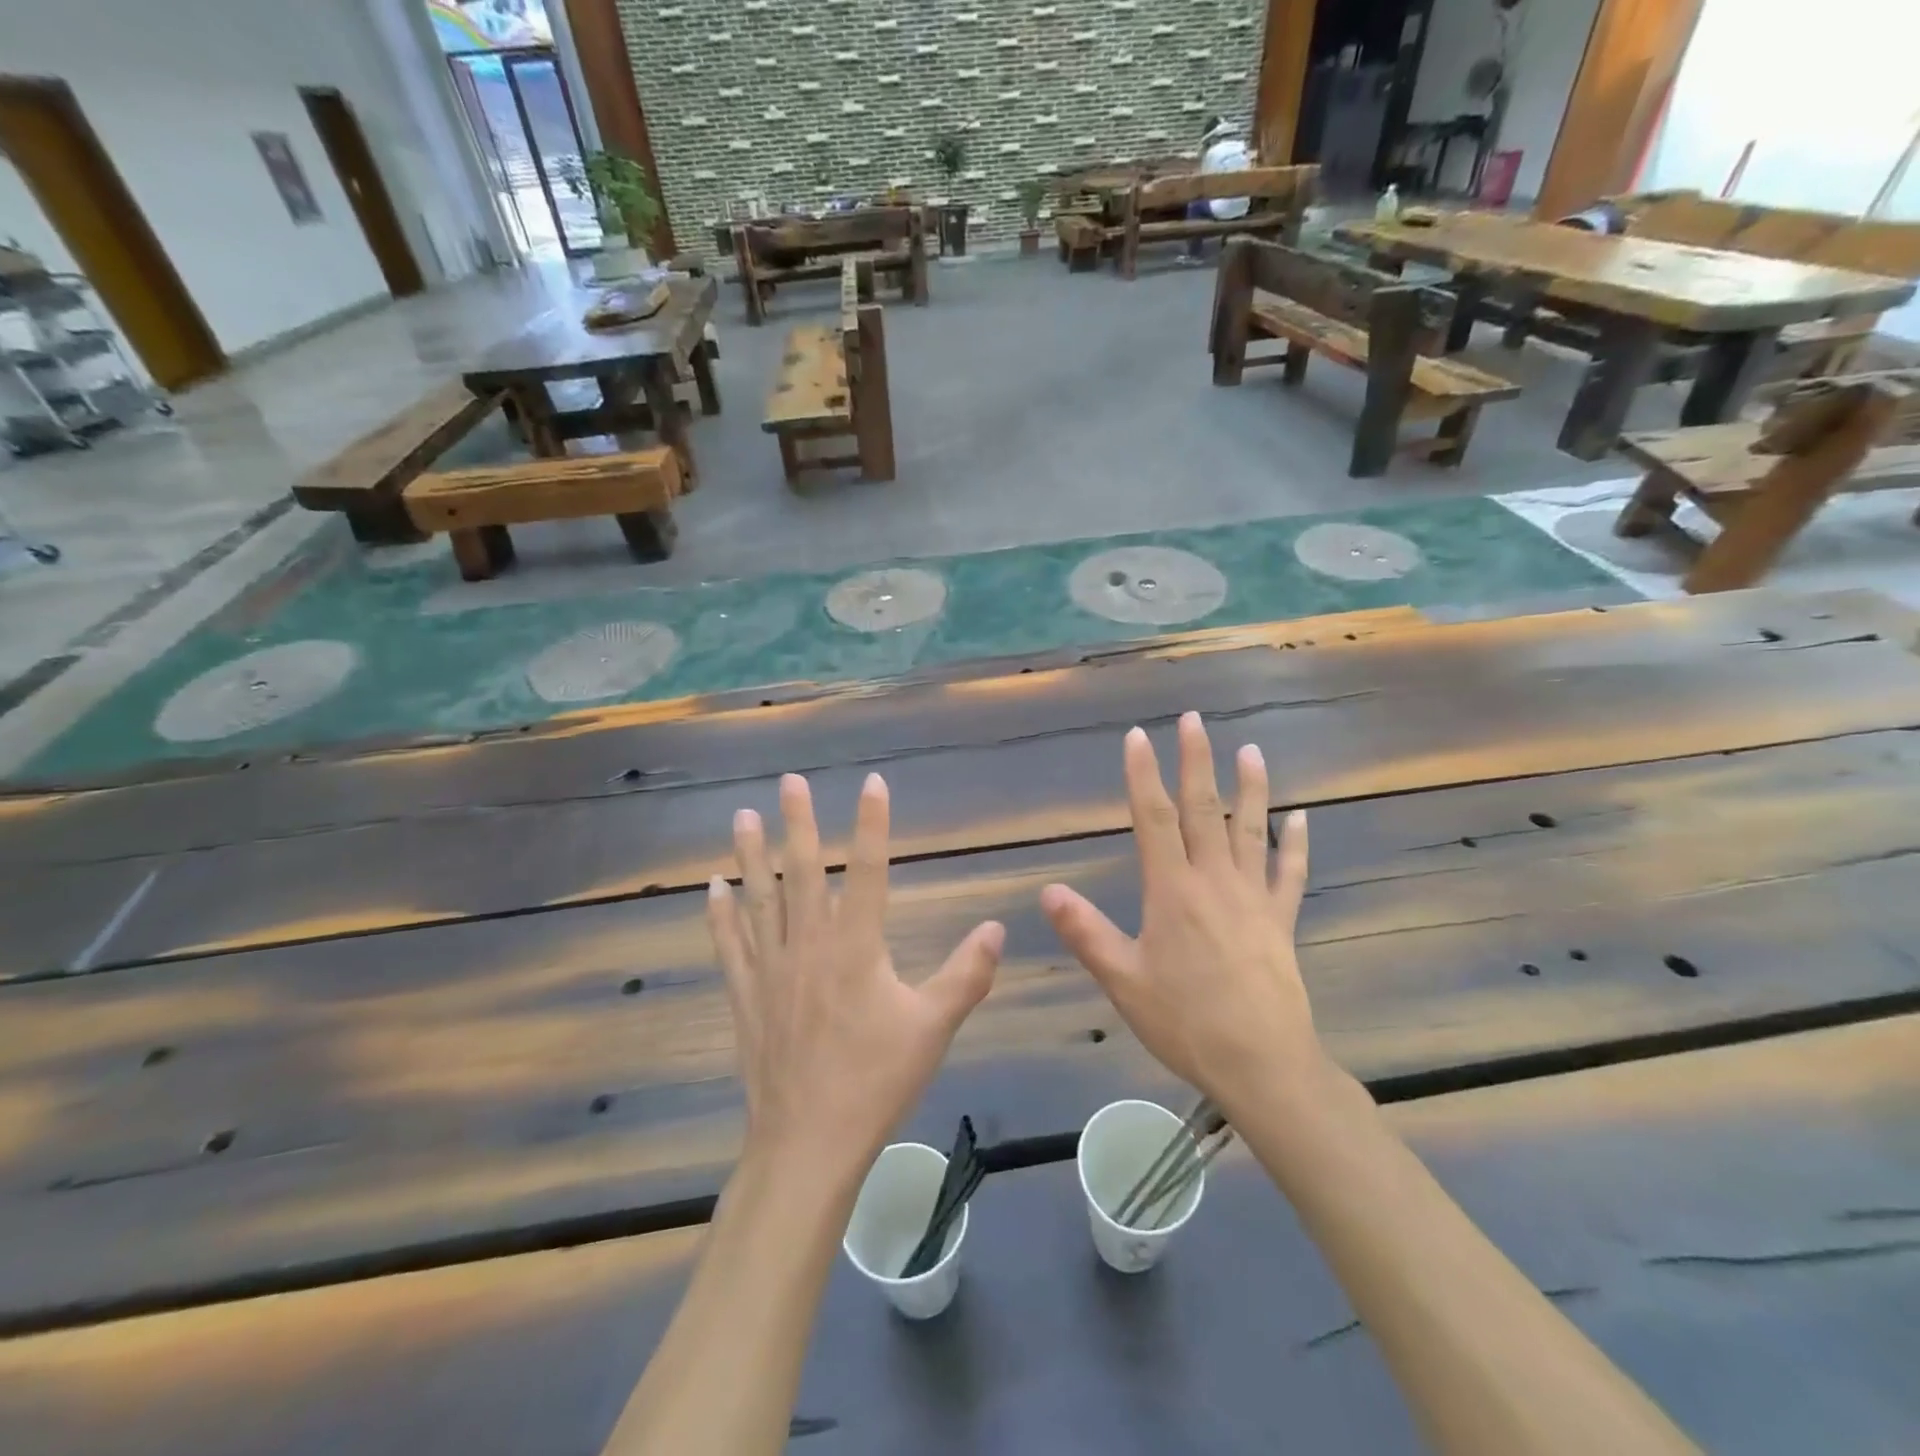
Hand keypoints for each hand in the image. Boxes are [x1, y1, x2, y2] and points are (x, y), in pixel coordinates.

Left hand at [708, 772, 1004, 1183]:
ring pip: (760, 898)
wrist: (808, 1142)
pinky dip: (719, 913)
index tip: (872, 783)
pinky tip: (711, 887)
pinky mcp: (746, 995)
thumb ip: (967, 973)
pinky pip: (729, 944)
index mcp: (856, 947)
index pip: (868, 870)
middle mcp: (809, 944)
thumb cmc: (875, 1081)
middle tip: (789, 781)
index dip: (872, 823)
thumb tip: (998, 927)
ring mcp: (771, 968)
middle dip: (798, 822)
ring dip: (751, 854)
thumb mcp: (934, 1028)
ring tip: (741, 815)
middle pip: (803, 871)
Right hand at [1040, 713, 1318, 1116]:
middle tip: (1194, 720)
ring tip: (1250, 750)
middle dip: (1195, 761)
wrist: (1262, 1064)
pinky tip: (1302, 819)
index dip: (1143, 774)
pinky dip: (1296, 844)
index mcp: (1172, 890)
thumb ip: (1085, 932)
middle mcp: (1214, 881)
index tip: (1139, 736)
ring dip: (1250, 788)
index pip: (1153, 818)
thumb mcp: (1122, 980)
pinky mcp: (1280, 921)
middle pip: (1202, 809)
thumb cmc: (1184, 1021)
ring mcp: (1253, 898)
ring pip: (1250, 830)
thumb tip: (1048, 891)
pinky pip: (1290, 873)